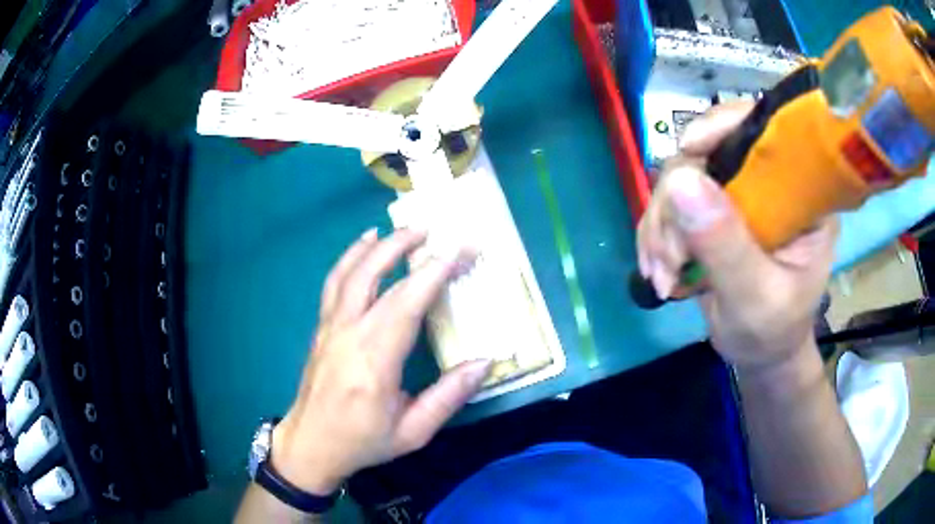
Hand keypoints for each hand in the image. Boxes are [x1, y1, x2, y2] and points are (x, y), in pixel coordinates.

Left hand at [271, 228, 491, 494]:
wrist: (310, 444)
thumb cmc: (363, 441)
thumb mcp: (413, 431)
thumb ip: (448, 396)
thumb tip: (485, 362)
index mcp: (374, 361)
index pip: (408, 302)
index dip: (436, 271)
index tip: (463, 250)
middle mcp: (348, 334)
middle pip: (375, 275)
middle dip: (406, 247)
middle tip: (434, 230)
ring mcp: (330, 327)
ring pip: (350, 272)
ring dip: (377, 245)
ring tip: (403, 230)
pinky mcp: (321, 327)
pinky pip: (334, 282)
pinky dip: (350, 257)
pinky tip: (364, 244)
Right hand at [637, 102, 837, 371]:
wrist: (759, 352)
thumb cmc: (773, 330)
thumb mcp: (756, 298)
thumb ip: (726, 246)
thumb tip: (680, 180)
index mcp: (800, 194)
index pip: (767, 130)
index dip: (727, 124)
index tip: (690, 149)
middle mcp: (768, 182)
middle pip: (709, 151)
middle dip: (677, 202)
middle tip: (669, 259)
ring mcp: (738, 194)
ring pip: (681, 177)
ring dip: (661, 225)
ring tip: (662, 275)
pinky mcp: (713, 209)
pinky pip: (671, 202)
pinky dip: (656, 235)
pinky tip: (658, 269)